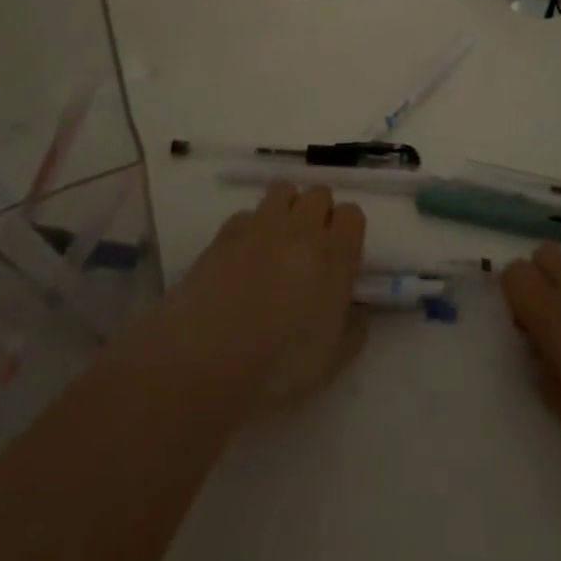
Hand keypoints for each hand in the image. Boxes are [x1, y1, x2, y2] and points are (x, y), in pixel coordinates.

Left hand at [155, 182, 368, 416]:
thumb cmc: (275, 370)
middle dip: (319, 213)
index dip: (348, 232)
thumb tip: (355, 308)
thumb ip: (353, 328)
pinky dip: (251, 228)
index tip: (341, 257)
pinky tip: (242, 258)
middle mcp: (300, 229)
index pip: (352, 215)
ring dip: (287, 209)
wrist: (204, 363)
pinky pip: (247, 213)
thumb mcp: (331, 363)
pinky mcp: (225, 231)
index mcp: (332, 256)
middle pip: (319, 193)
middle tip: (310, 249)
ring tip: (278, 243)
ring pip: (284, 190)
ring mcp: (261, 225)